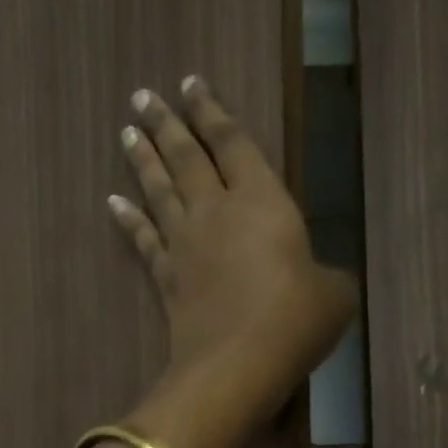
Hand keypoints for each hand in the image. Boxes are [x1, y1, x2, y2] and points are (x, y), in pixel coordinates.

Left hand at [110, 77, 355, 413]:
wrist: (238, 363)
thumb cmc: (295, 319)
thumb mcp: (334, 294)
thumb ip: (325, 275)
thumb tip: (318, 280)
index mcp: (262, 200)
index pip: (233, 143)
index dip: (213, 112)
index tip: (192, 84)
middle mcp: (216, 211)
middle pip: (186, 157)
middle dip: (166, 123)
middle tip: (143, 96)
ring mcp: (184, 244)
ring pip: (159, 190)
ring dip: (143, 159)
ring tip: (127, 133)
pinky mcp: (166, 278)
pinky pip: (143, 240)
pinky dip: (128, 219)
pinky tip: (113, 203)